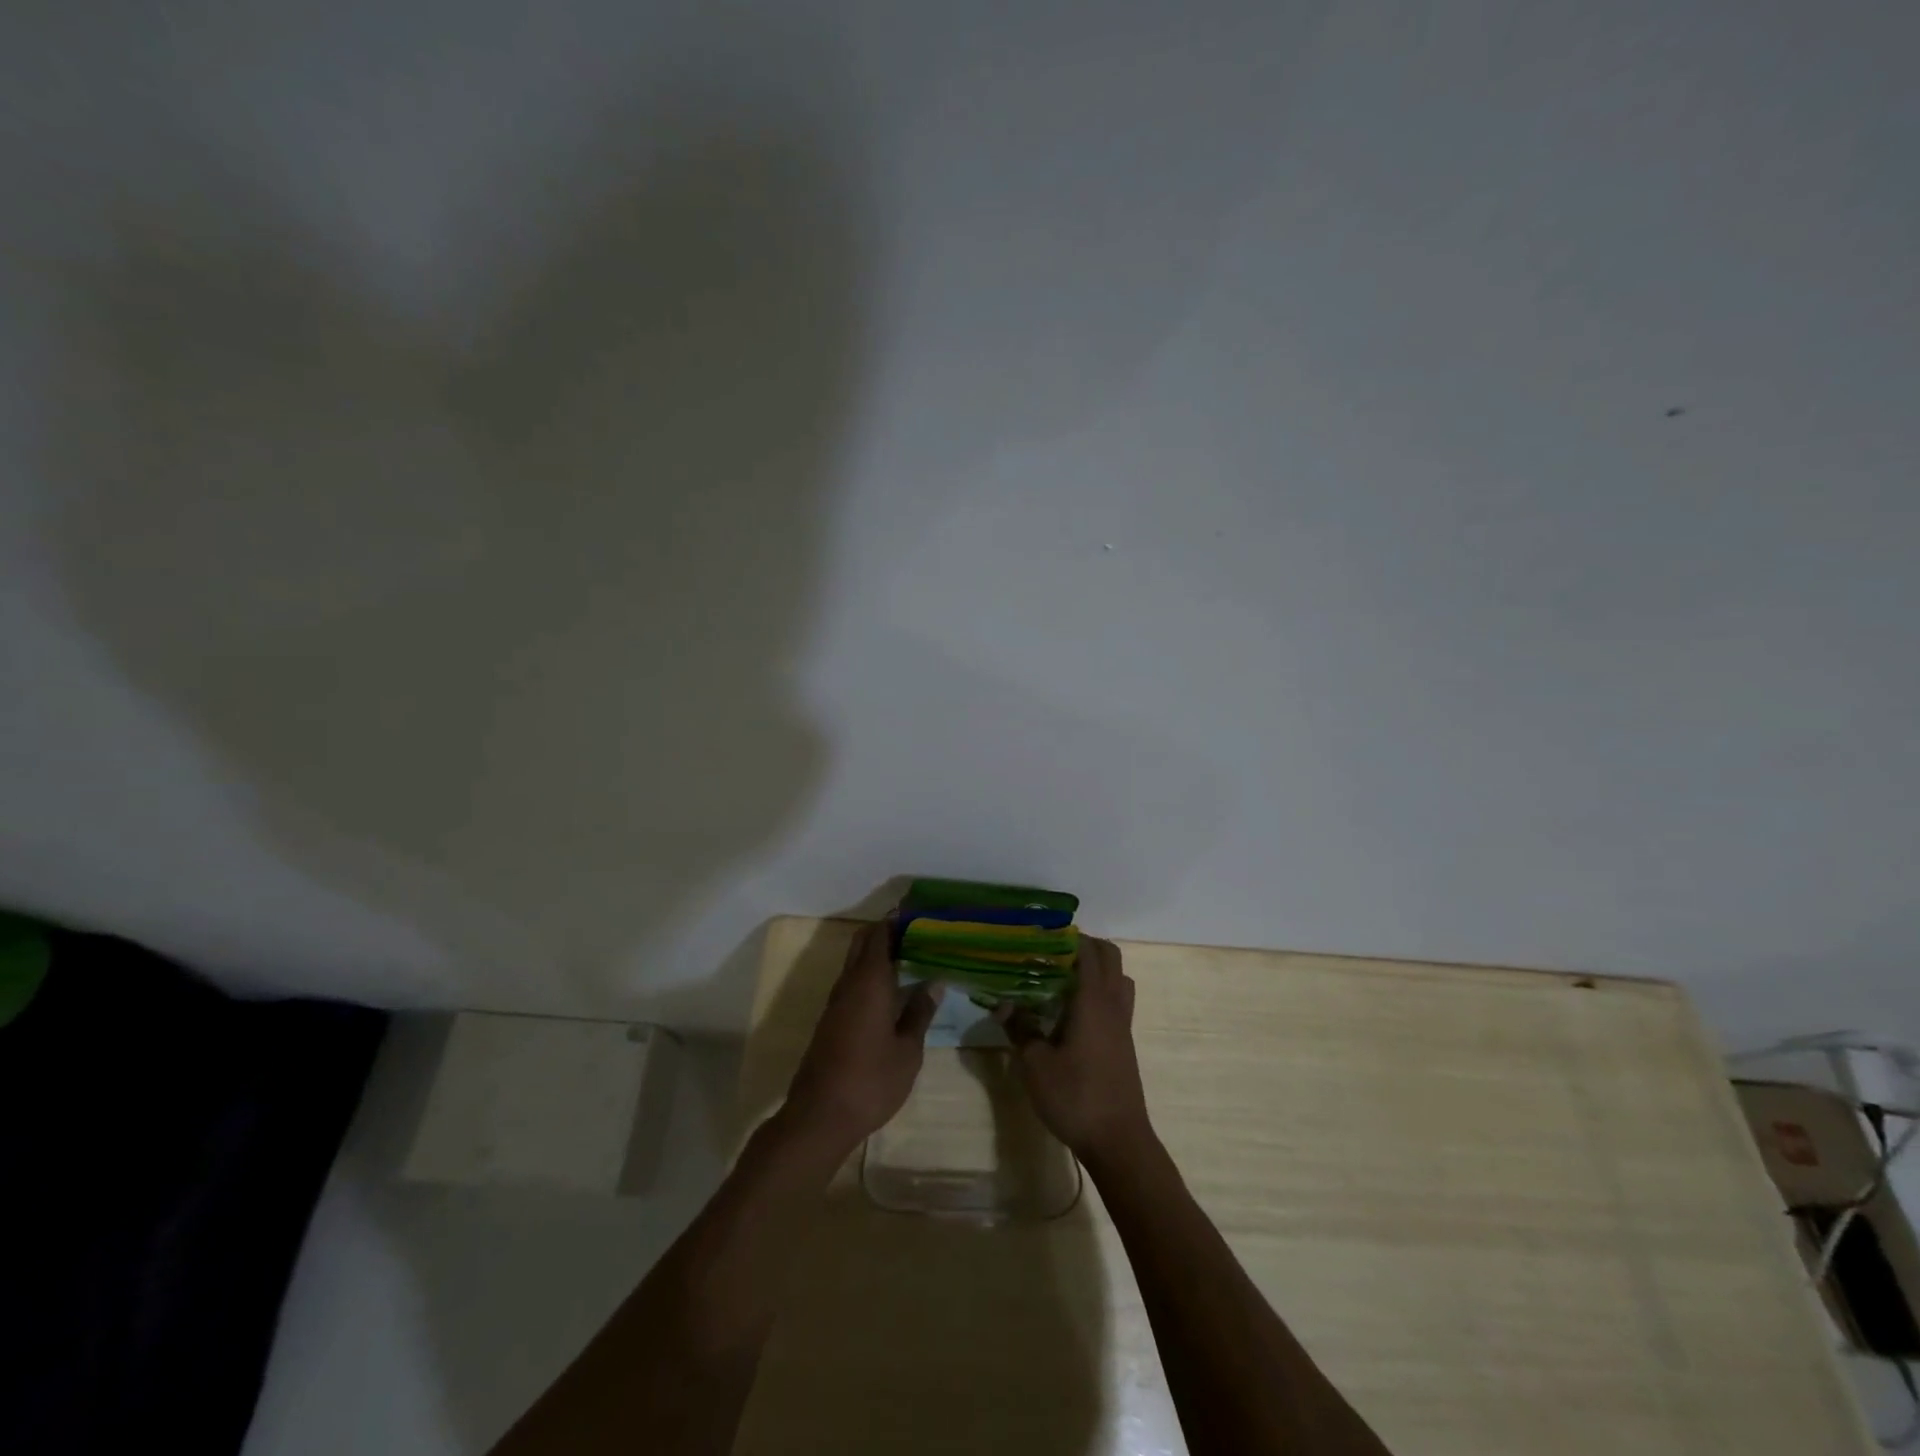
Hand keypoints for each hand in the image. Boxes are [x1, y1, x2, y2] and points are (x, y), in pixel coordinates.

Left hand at [784, 922, 941, 1149]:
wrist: (820, 1116)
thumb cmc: (871, 1080)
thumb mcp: (908, 1050)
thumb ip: (919, 1013)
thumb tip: (934, 983)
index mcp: (869, 982)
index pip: (879, 935)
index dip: (896, 920)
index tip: (917, 913)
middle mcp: (848, 984)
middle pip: (863, 943)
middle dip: (885, 932)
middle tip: (916, 933)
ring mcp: (835, 1003)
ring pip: (855, 964)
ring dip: (876, 954)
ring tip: (909, 957)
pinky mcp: (830, 1022)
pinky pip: (851, 984)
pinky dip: (869, 975)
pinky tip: (889, 990)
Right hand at [1001, 936, 1152, 1163]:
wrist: (1118, 1141)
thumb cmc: (1075, 1097)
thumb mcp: (1036, 1064)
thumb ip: (1020, 1029)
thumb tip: (1002, 1004)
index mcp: (1093, 1000)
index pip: (1088, 950)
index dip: (1067, 937)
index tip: (1040, 937)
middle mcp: (1113, 1004)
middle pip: (1110, 956)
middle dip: (1084, 947)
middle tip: (1051, 955)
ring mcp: (1123, 1023)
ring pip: (1118, 978)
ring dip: (1096, 969)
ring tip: (1063, 979)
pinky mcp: (1124, 1042)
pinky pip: (1117, 1000)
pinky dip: (1100, 992)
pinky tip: (1072, 1012)